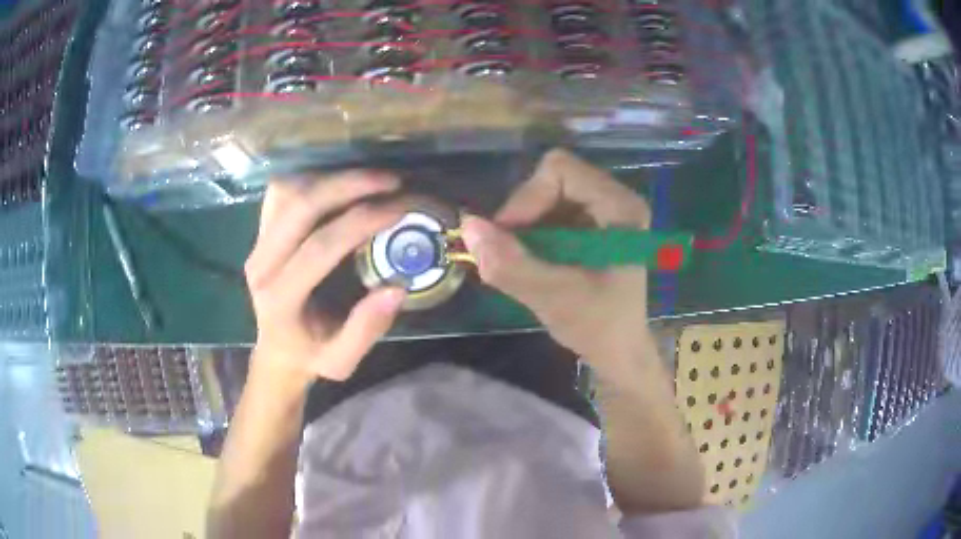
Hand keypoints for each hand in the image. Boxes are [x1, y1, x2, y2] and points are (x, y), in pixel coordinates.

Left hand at [244, 171, 406, 388]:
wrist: (277, 351)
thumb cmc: (311, 355)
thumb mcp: (342, 361)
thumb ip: (366, 329)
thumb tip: (397, 287)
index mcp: (280, 299)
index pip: (320, 248)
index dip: (361, 222)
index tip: (400, 209)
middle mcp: (261, 265)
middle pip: (301, 207)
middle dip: (349, 185)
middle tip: (391, 181)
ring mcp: (256, 244)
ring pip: (288, 192)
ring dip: (331, 178)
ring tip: (370, 181)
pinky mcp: (260, 232)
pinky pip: (281, 193)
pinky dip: (312, 180)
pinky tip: (338, 186)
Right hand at [462, 149, 653, 370]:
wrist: (618, 351)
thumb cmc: (599, 327)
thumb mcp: (553, 298)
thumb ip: (511, 264)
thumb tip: (468, 226)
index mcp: (621, 207)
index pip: (560, 170)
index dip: (526, 198)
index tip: (508, 237)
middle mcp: (616, 198)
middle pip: (552, 178)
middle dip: (523, 214)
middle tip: (510, 252)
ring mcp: (603, 209)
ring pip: (546, 194)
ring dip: (525, 226)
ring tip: (524, 261)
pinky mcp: (591, 223)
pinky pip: (549, 210)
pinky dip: (531, 233)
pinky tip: (535, 261)